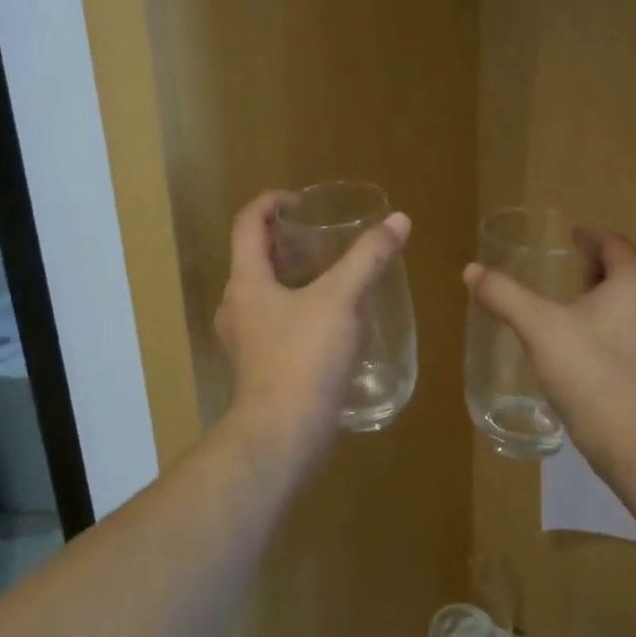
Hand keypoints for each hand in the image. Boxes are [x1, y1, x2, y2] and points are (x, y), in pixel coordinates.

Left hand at [214, 190, 412, 451]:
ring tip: (335, 275)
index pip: (247, 224)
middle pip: (256, 258)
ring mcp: (245, 340)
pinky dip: (299, 308)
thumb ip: (368, 258)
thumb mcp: (341, 300)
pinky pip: (276, 322)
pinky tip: (333, 321)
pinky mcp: (259, 367)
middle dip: (288, 242)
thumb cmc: (304, 358)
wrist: (282, 435)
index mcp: (246, 281)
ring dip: (295, 276)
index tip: (301, 201)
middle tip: (325, 237)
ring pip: (267, 292)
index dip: (270, 203)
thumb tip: (398, 220)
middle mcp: (237, 306)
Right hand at [464, 226, 635, 470]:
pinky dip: (630, 318)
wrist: (633, 439)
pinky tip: (601, 339)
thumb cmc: (588, 371)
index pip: (616, 245)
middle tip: (582, 268)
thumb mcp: (537, 326)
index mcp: (635, 281)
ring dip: (624, 289)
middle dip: (612, 262)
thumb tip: (471, 270)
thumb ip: (504, 295)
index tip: (574, 237)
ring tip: (590, 301)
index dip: (593, 237)